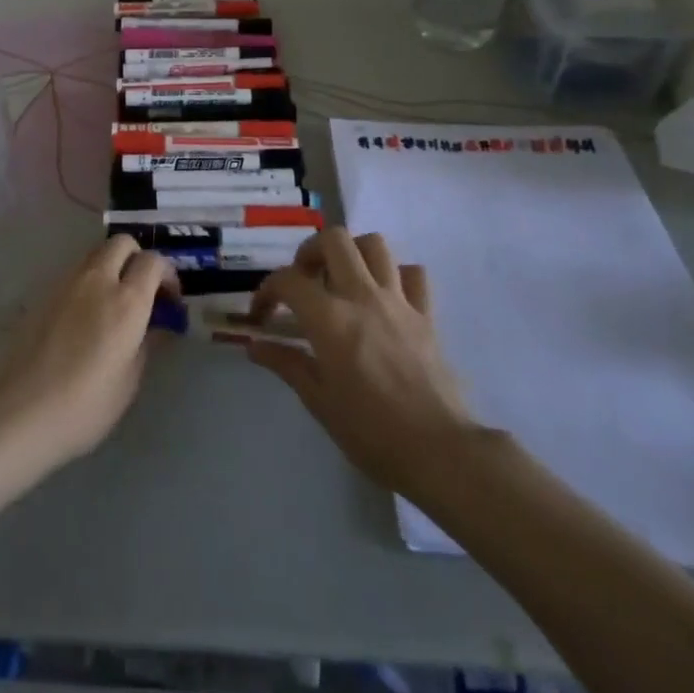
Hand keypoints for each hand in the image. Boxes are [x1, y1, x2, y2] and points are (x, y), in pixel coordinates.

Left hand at [0, 236, 176, 469]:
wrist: (22, 410)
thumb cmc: (86, 404)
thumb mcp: (129, 380)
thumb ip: (147, 342)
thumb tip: (156, 325)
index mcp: (126, 300)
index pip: (154, 261)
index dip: (168, 274)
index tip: (170, 299)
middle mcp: (98, 279)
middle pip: (123, 243)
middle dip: (138, 258)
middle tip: (143, 290)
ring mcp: (67, 282)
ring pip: (96, 253)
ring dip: (112, 266)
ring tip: (114, 302)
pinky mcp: (45, 292)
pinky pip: (76, 272)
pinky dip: (90, 281)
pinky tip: (87, 315)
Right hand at [246, 228, 481, 495]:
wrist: (439, 452)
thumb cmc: (371, 431)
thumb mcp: (318, 400)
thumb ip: (285, 363)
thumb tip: (254, 346)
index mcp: (330, 318)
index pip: (288, 280)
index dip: (266, 291)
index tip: (262, 314)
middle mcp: (362, 296)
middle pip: (334, 240)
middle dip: (311, 251)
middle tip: (304, 279)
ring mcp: (398, 301)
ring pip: (375, 245)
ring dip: (353, 253)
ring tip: (342, 278)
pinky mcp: (426, 315)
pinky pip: (414, 274)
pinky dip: (396, 275)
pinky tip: (385, 296)